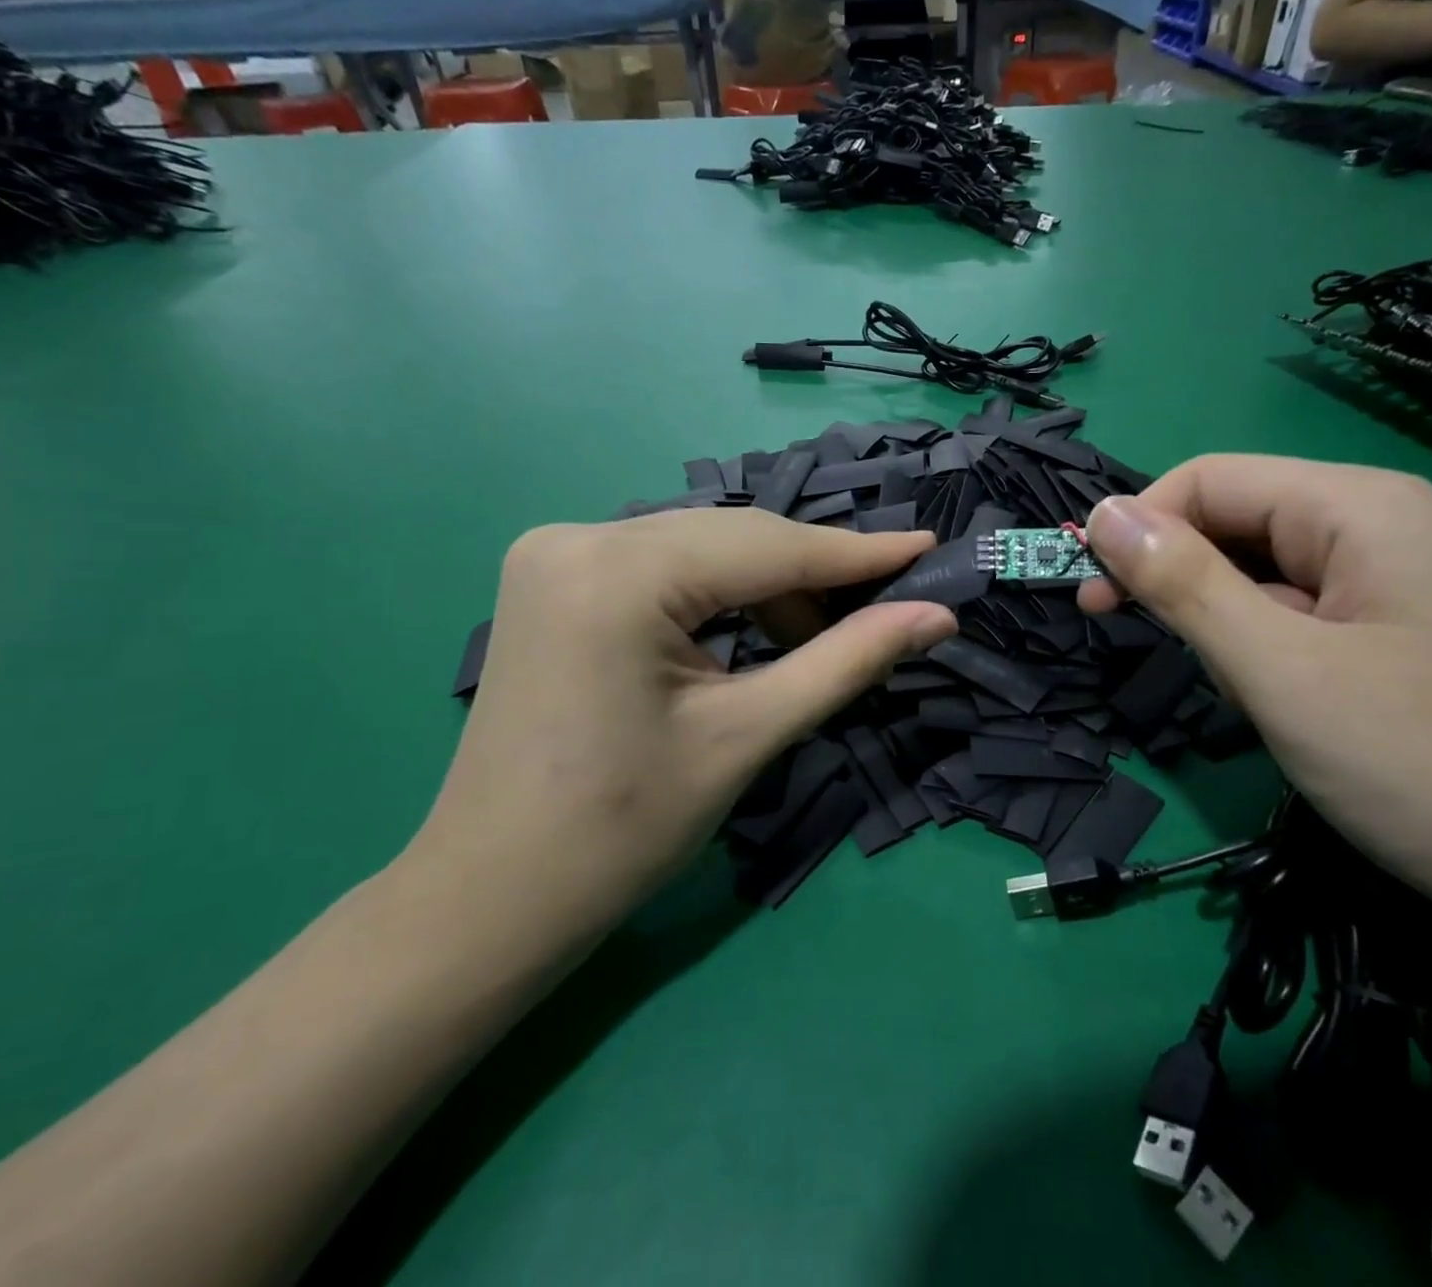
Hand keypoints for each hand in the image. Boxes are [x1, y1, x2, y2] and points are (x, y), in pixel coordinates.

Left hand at [407, 510, 955, 959]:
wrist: (495, 894)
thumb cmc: (623, 830)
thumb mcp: (747, 735)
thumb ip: (846, 660)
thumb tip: (936, 615)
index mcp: (618, 572)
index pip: (766, 546)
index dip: (856, 553)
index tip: (927, 547)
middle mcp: (580, 536)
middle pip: (731, 539)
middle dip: (812, 573)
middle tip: (887, 603)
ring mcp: (557, 552)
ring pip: (700, 548)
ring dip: (766, 585)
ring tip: (818, 636)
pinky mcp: (554, 577)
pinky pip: (663, 564)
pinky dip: (717, 592)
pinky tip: (753, 631)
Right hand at [1077, 457, 1431, 933]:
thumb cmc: (1422, 767)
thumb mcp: (1278, 670)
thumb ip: (1182, 583)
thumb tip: (1099, 514)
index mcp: (1358, 507)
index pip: (1208, 480)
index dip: (1137, 527)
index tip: (1090, 597)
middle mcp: (1376, 525)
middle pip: (1233, 522)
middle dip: (1177, 579)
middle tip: (1135, 642)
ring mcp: (1387, 580)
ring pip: (1256, 573)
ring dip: (1219, 622)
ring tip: (1238, 691)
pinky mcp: (1388, 631)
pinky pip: (1291, 614)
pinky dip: (1258, 649)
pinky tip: (1274, 701)